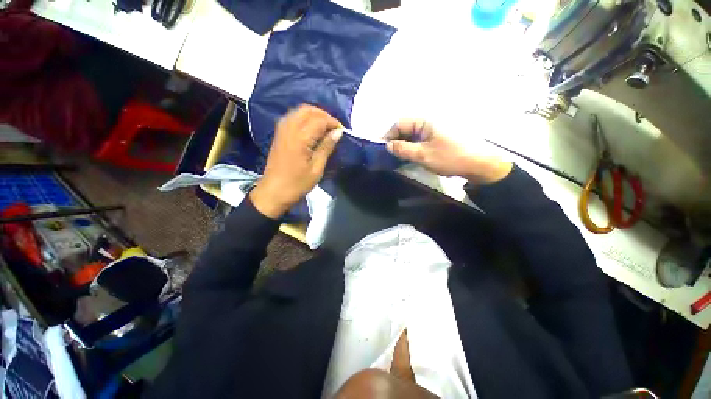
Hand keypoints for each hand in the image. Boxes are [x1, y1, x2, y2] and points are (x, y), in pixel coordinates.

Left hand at [250, 105, 341, 218]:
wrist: (273, 192)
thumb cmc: (297, 184)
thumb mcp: (316, 168)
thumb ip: (326, 147)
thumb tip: (338, 132)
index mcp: (300, 138)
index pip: (320, 120)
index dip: (333, 123)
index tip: (342, 132)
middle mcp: (289, 128)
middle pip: (308, 110)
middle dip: (324, 115)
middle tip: (334, 129)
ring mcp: (282, 129)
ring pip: (299, 111)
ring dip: (314, 115)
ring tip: (325, 129)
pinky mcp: (279, 134)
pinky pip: (293, 117)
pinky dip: (305, 118)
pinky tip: (312, 130)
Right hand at [384, 120, 512, 183]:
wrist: (479, 164)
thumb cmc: (450, 157)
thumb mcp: (423, 155)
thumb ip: (403, 149)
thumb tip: (388, 145)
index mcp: (426, 121)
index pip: (400, 123)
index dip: (389, 135)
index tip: (382, 148)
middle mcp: (430, 121)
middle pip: (407, 128)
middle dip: (396, 140)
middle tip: (389, 155)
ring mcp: (436, 130)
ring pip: (414, 135)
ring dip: (404, 145)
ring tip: (398, 157)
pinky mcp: (440, 138)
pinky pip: (422, 140)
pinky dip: (414, 147)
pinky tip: (411, 156)